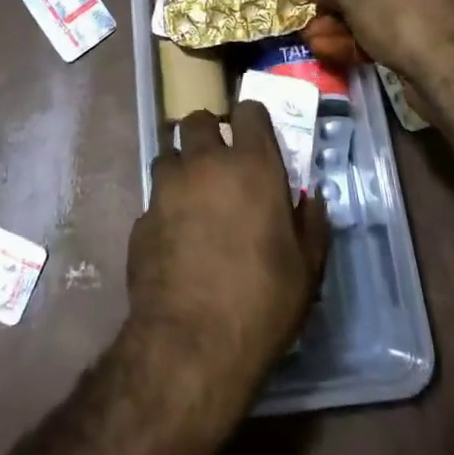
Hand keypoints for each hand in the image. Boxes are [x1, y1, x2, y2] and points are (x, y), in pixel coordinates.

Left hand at [127, 102, 329, 386]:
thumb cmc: (261, 302)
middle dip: (208, 132)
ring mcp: (167, 188)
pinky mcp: (141, 217)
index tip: (256, 137)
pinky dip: (165, 207)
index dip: (252, 119)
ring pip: (169, 154)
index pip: (248, 110)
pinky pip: (154, 198)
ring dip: (182, 166)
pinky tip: (175, 238)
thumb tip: (312, 199)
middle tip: (220, 161)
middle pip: (198, 119)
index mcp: (252, 165)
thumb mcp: (307, 269)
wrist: (191, 344)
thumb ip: (312, 224)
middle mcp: (206, 163)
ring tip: (193, 196)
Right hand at [294, 0, 453, 82]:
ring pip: (375, 8)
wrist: (447, 68)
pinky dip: (360, 38)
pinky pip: (388, 29)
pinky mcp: (429, 36)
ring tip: (310, 38)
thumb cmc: (397, 14)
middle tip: (307, 12)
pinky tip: (329, 51)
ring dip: (340, 23)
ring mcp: (428, 4)